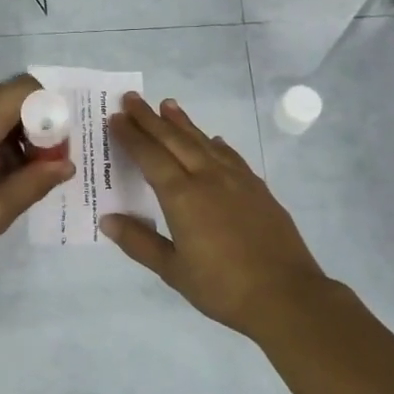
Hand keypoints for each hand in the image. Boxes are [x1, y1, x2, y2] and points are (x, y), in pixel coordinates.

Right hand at [103, 94, 330, 337]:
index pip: (150, 156)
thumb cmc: (222, 287)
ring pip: (204, 142)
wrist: (286, 294)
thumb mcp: (173, 270)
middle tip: (132, 98)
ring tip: (167, 105)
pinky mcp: (258, 188)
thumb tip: (108, 220)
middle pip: (174, 140)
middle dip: (150, 119)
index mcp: (182, 197)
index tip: (115, 117)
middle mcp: (208, 178)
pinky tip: (213, 140)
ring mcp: (237, 180)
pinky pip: (230, 156)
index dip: (131, 136)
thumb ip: (139, 242)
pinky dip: (216, 144)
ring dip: (183, 123)